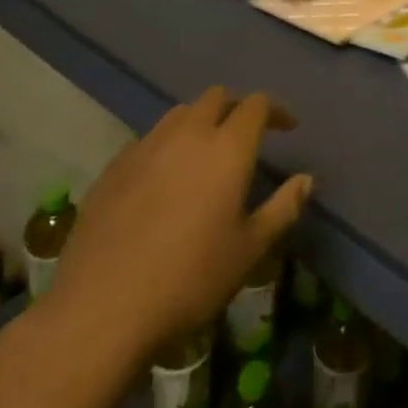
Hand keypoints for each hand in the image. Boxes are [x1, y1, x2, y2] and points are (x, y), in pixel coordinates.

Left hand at [35, 86, 311, 368]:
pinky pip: (148, 140)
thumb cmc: (190, 279)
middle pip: (216, 97)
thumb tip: (306, 179)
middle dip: (237, 107)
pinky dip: (167, 145)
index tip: (288, 128)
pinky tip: (164, 178)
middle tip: (248, 133)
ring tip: (206, 151)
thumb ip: (282, 208)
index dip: (276, 110)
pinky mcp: (112, 169)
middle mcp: (187, 135)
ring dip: (200, 121)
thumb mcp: (250, 250)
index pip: (256, 105)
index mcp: (227, 148)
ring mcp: (145, 148)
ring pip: (179, 114)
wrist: (101, 309)